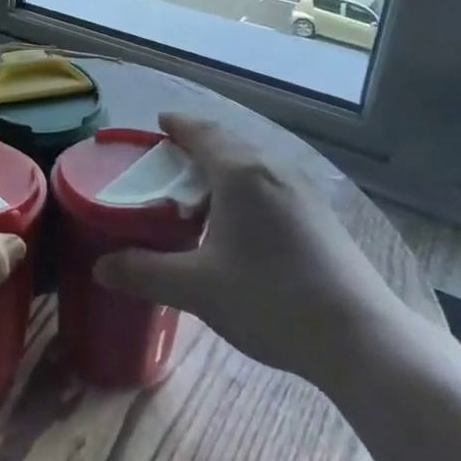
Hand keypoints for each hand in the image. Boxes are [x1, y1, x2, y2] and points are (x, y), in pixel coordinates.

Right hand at [94, 114, 415, 383]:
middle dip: (198, 145)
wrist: (360, 337)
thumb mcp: (196, 289)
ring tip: (202, 193)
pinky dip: (247, 187)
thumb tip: (100, 267)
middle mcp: (274, 170)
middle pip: (229, 143)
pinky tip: (243, 223)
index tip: (158, 123)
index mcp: (240, 173)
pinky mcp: (322, 216)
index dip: (177, 124)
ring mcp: (304, 192)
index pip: (202, 132)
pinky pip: (273, 184)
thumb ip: (144, 273)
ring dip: (225, 167)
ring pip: (254, 164)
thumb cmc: (270, 299)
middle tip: (170, 161)